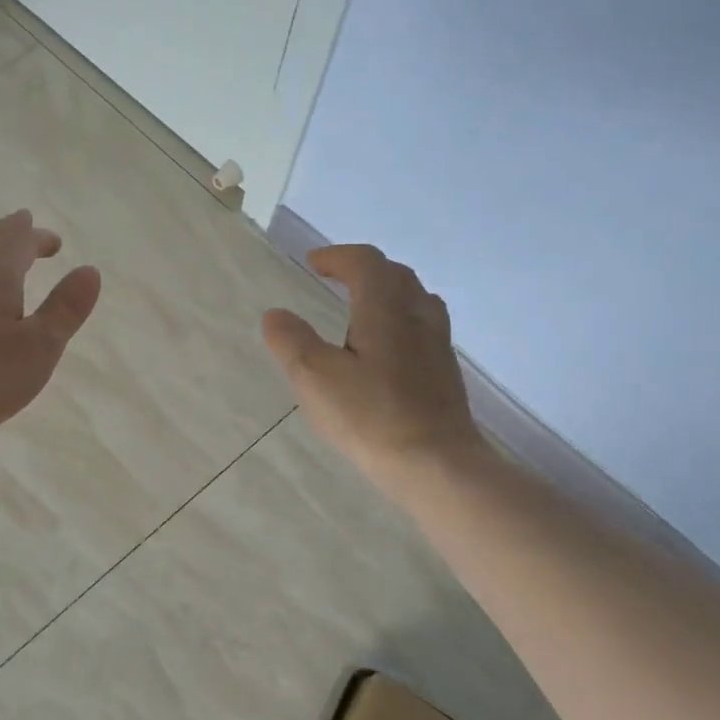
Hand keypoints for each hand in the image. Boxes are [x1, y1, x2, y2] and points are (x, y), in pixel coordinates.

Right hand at [261, 245, 485, 487]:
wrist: (434, 463)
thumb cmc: (370, 416)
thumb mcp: (314, 377)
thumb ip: (291, 341)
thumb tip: (276, 314)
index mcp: (385, 310)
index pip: (365, 263)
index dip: (337, 257)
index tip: (313, 263)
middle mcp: (417, 317)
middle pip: (395, 275)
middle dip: (363, 269)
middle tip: (336, 278)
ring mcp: (437, 345)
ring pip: (415, 300)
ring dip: (387, 292)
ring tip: (363, 307)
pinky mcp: (444, 373)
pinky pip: (423, 327)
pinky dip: (399, 320)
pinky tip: (386, 348)